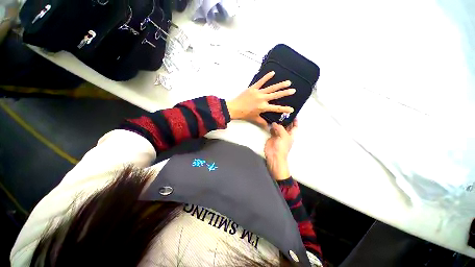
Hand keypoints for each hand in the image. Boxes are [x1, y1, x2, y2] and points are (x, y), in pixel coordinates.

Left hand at [226, 71, 294, 127]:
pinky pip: (261, 81)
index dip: (284, 109)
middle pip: (276, 96)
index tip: (292, 109)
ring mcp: (258, 92)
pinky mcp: (253, 88)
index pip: (276, 108)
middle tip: (293, 90)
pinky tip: (272, 73)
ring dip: (280, 85)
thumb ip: (262, 122)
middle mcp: (263, 99)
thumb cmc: (244, 114)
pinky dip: (266, 77)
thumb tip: (268, 126)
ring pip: (271, 88)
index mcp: (263, 107)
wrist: (234, 108)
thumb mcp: (254, 119)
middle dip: (285, 93)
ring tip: (288, 82)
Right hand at [264, 119, 297, 179]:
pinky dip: (271, 126)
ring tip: (275, 114)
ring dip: (277, 122)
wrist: (274, 155)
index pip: (294, 126)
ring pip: (278, 127)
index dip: (295, 120)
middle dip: (285, 119)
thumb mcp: (284, 136)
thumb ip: (280, 128)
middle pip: (286, 125)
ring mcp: (278, 135)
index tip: (293, 113)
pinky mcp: (271, 137)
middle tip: (282, 111)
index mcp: (291, 134)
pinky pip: (272, 129)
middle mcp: (285, 134)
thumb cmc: (282, 147)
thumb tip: (274, 123)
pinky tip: (269, 121)